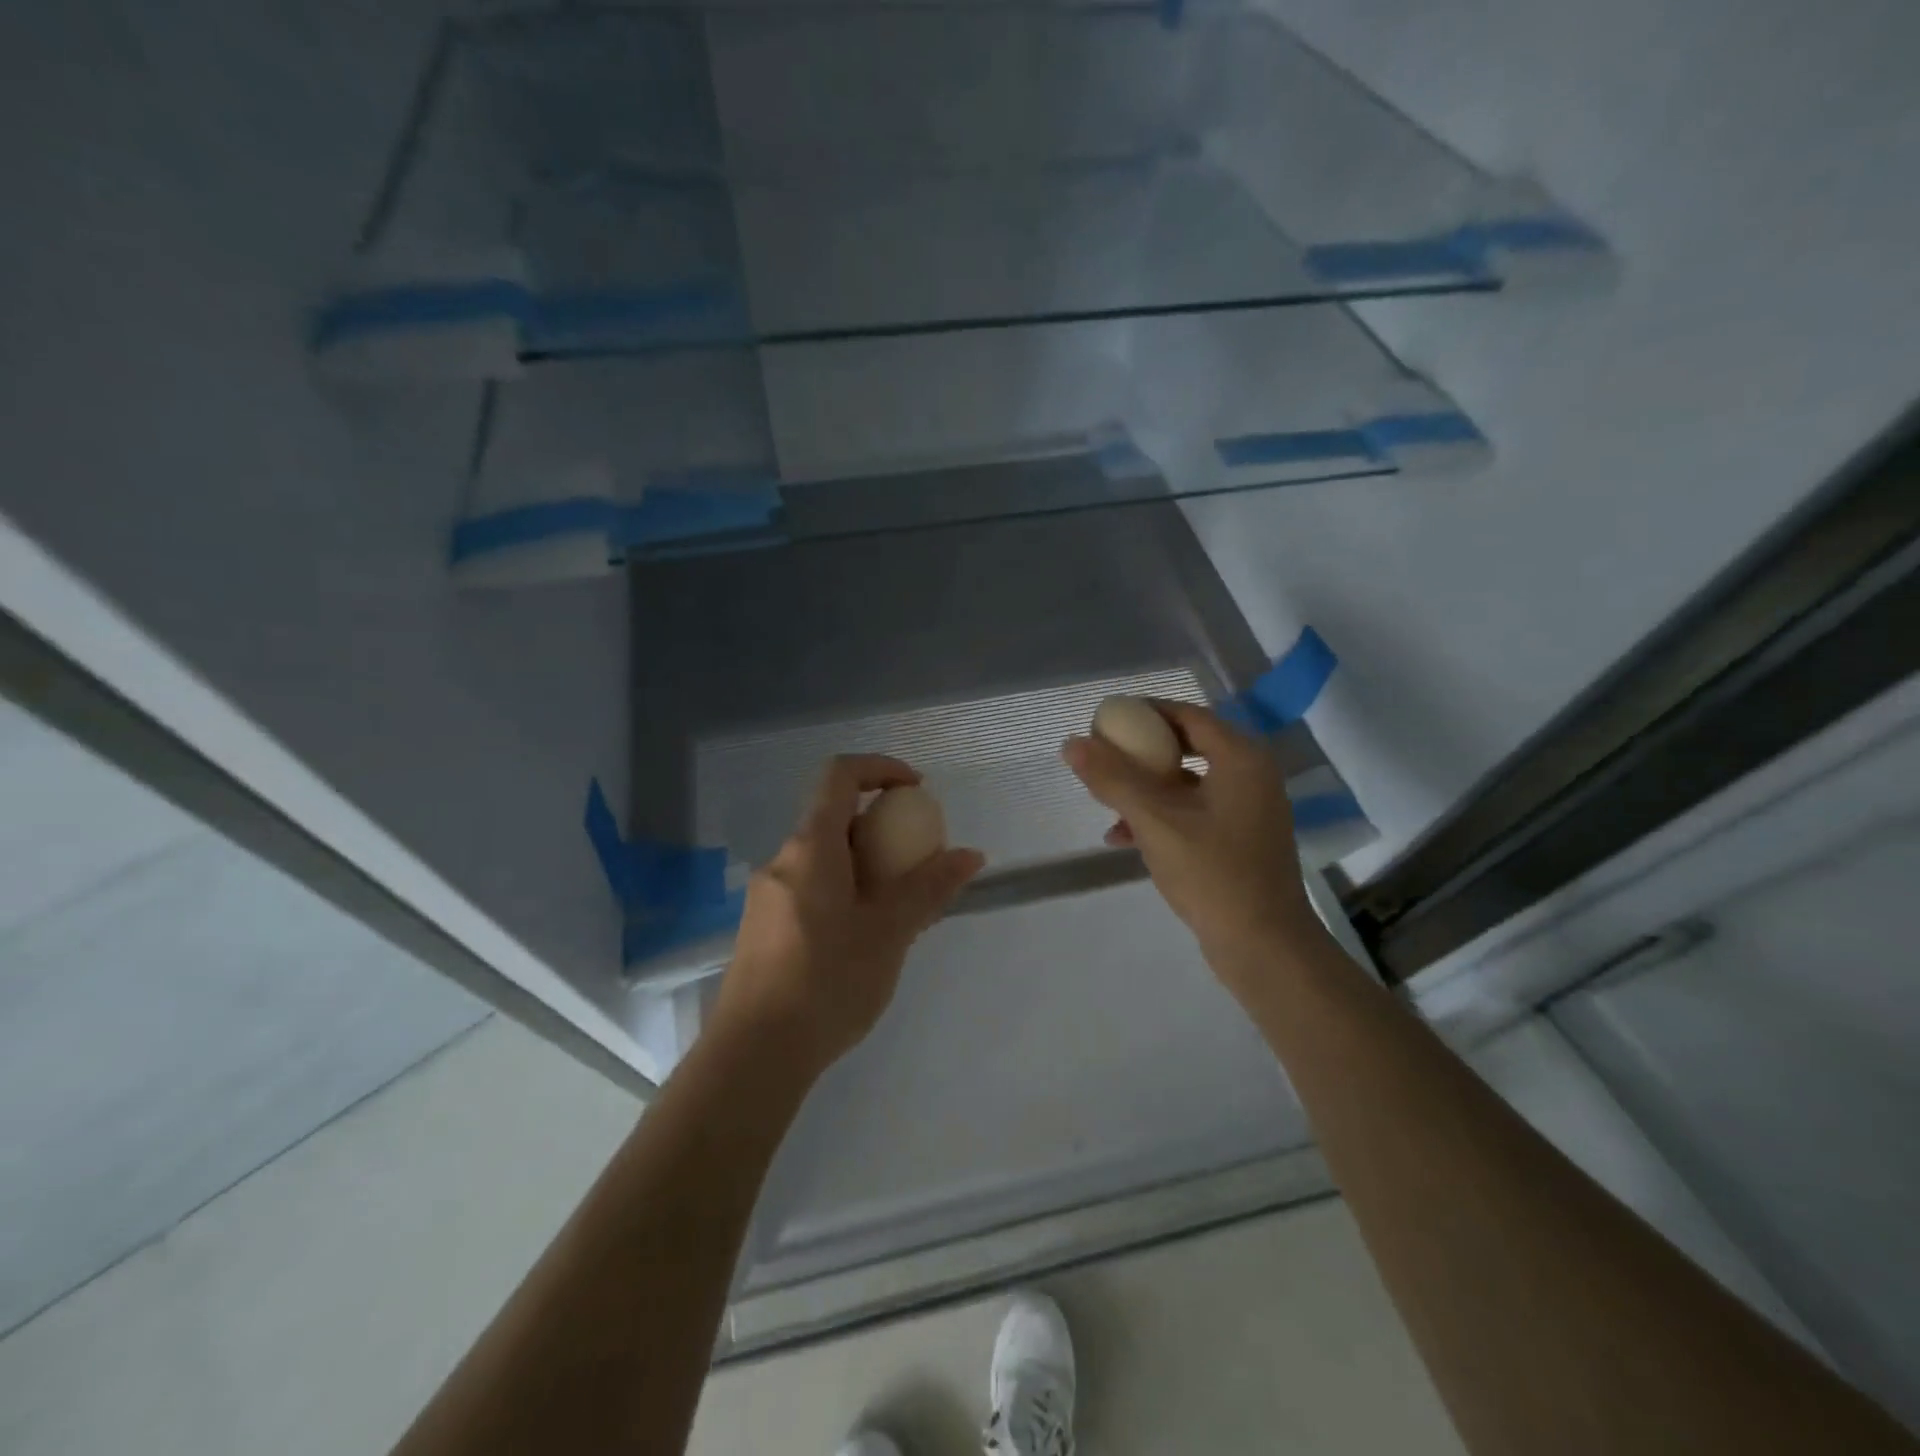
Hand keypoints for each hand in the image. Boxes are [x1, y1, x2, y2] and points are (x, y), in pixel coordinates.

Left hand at [712, 754, 984, 1075]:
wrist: (753, 1055)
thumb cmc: (827, 982)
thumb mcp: (889, 933)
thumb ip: (930, 888)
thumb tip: (970, 854)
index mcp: (810, 847)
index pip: (839, 774)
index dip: (880, 768)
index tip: (916, 790)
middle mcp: (782, 860)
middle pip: (832, 818)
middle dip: (880, 828)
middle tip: (916, 864)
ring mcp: (767, 895)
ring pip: (823, 858)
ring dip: (864, 866)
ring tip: (897, 911)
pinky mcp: (762, 928)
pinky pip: (810, 888)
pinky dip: (844, 891)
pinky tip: (863, 940)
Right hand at [1062, 702, 1326, 991]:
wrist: (1263, 946)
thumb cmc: (1212, 873)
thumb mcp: (1154, 820)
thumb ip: (1113, 778)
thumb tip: (1071, 743)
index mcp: (1240, 757)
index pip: (1186, 715)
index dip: (1143, 712)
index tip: (1104, 721)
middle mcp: (1250, 774)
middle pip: (1185, 746)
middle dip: (1139, 753)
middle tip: (1102, 757)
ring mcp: (1248, 808)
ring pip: (1186, 781)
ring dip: (1144, 788)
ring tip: (1105, 802)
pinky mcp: (1240, 837)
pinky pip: (1193, 810)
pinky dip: (1160, 815)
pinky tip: (1122, 837)